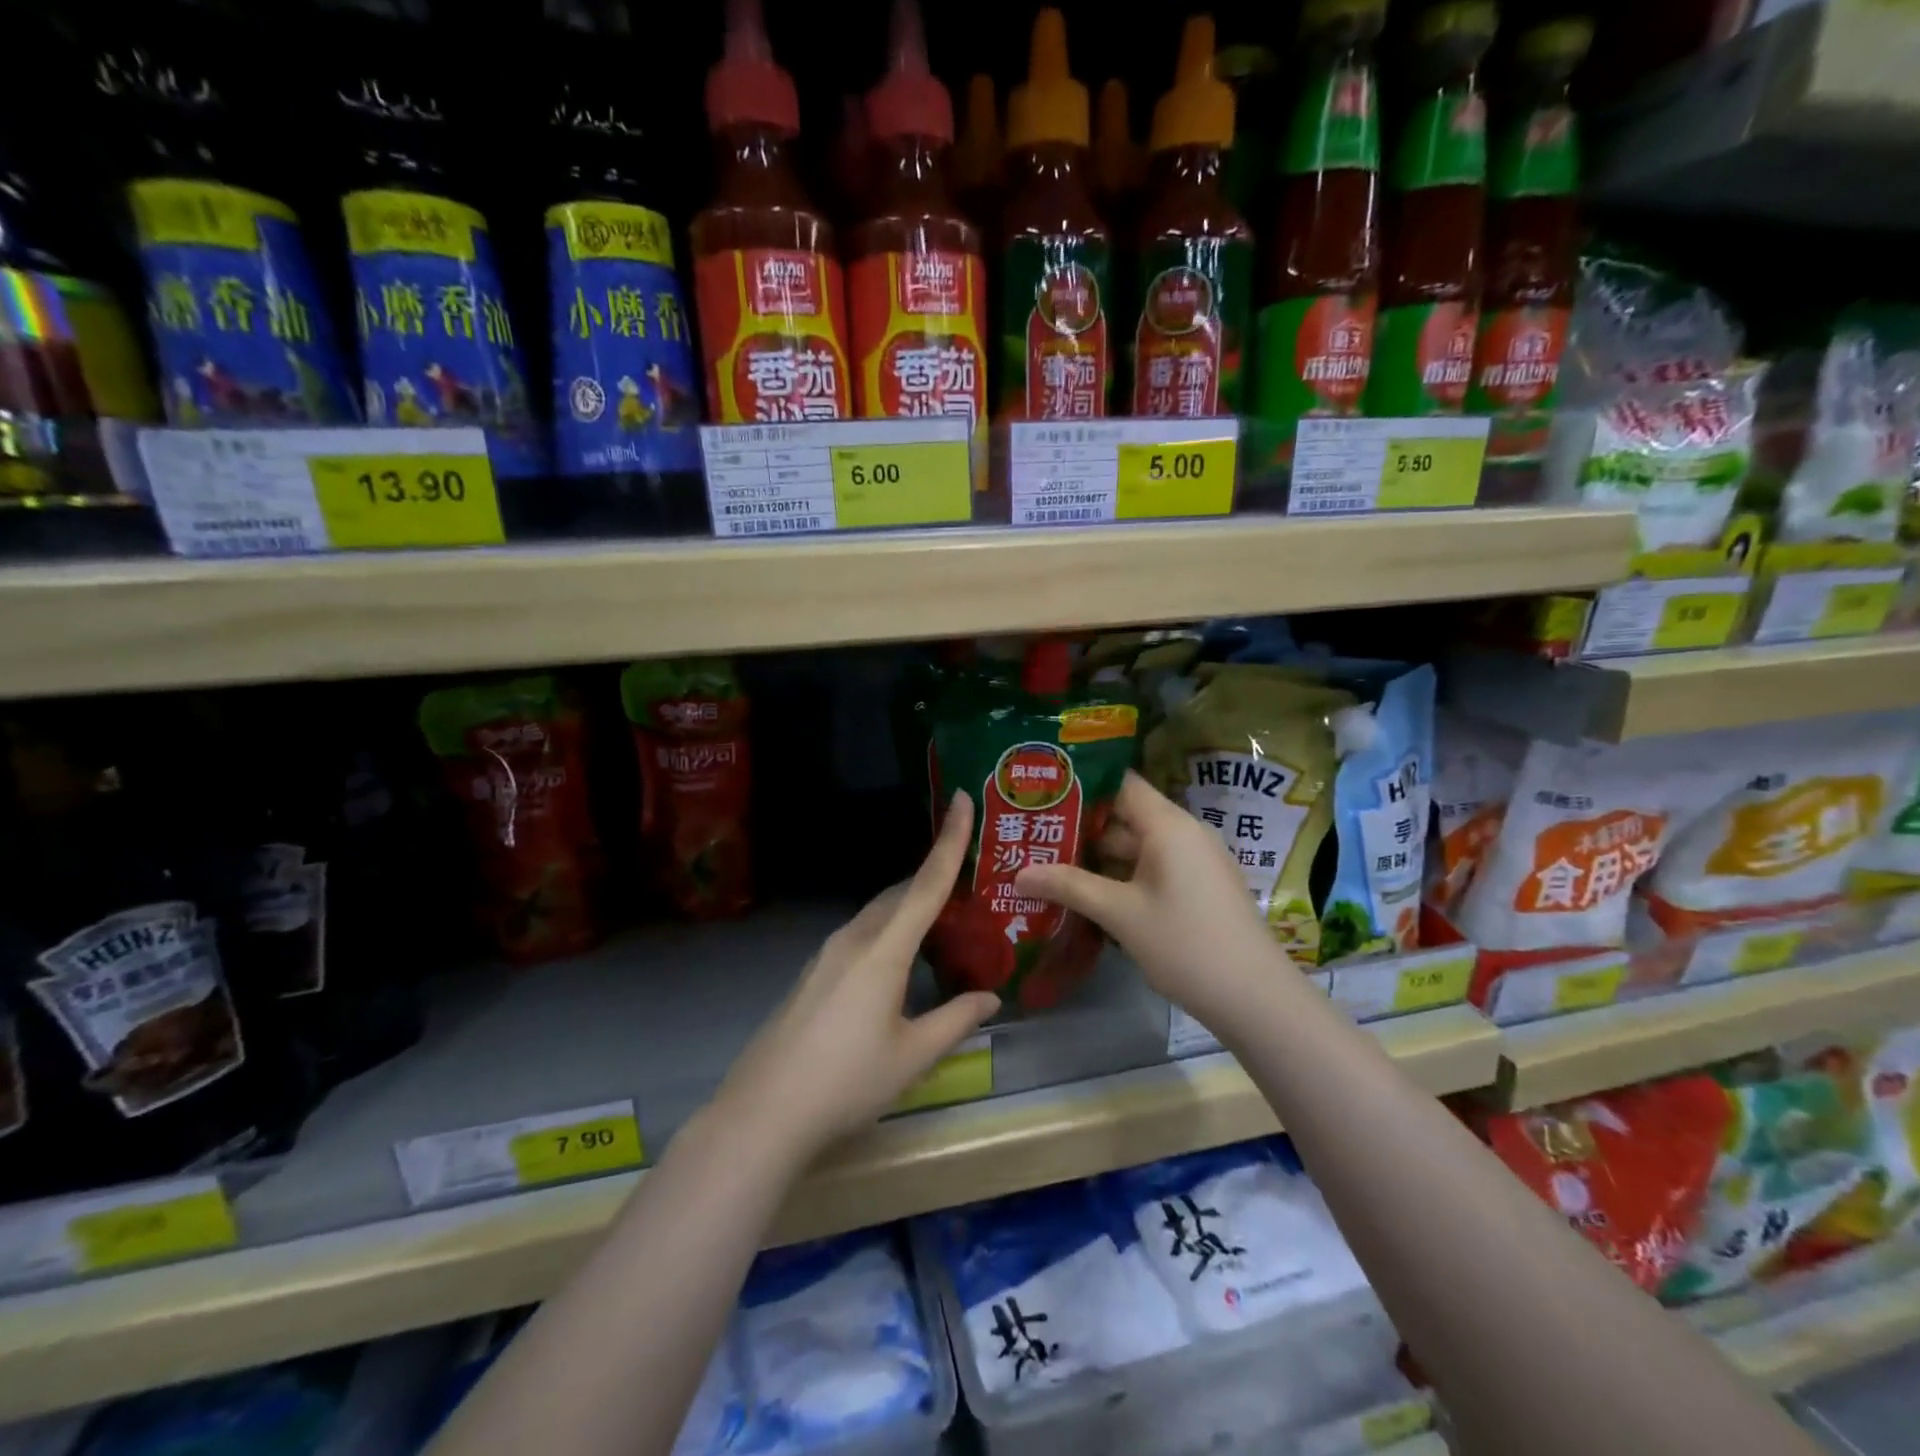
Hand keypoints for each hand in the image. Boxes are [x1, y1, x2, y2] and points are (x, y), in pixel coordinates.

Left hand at [713, 794, 999, 1156]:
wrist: (763, 1114)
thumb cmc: (846, 1083)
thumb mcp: (912, 1056)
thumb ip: (956, 1020)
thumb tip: (991, 997)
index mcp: (883, 949)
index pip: (926, 883)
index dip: (950, 839)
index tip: (963, 798)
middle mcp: (853, 938)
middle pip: (900, 894)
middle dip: (933, 879)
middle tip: (968, 883)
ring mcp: (826, 954)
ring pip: (878, 914)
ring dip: (910, 908)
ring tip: (942, 925)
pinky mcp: (812, 973)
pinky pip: (860, 935)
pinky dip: (888, 931)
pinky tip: (898, 963)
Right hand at [1015, 771, 1289, 1021]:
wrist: (1255, 997)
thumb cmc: (1185, 944)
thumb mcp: (1120, 914)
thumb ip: (1069, 886)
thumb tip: (1017, 874)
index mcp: (1168, 825)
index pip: (1121, 783)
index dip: (1081, 783)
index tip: (1042, 790)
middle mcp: (1184, 833)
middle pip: (1125, 815)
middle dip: (1080, 826)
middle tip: (1034, 832)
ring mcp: (1194, 861)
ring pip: (1137, 846)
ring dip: (1098, 856)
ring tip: (1049, 861)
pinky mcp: (1198, 886)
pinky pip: (1152, 867)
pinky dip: (1121, 875)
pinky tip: (1088, 892)